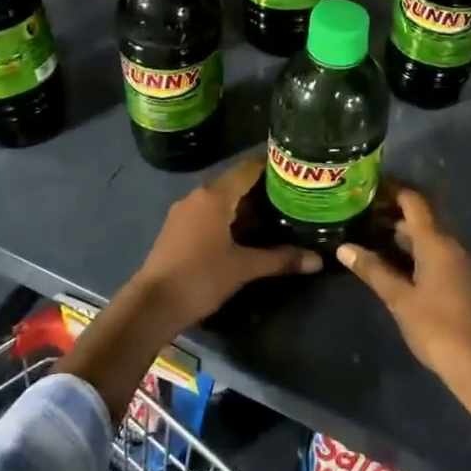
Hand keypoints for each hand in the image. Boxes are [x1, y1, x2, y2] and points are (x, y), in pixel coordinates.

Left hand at [121, 157, 320, 338]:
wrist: (152, 304)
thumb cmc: (200, 277)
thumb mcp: (244, 268)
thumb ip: (280, 259)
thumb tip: (318, 260)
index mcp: (215, 196)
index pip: (248, 168)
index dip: (273, 166)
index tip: (296, 170)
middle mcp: (198, 195)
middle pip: (235, 182)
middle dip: (263, 188)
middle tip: (294, 194)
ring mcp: (184, 211)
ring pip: (222, 198)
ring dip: (246, 204)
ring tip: (276, 212)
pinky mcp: (177, 228)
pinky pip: (209, 212)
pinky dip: (229, 216)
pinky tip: (247, 231)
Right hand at [338, 188, 470, 411]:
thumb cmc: (437, 328)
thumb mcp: (400, 299)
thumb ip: (373, 270)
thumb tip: (344, 248)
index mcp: (439, 243)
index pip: (414, 202)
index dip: (391, 189)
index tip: (366, 186)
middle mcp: (454, 245)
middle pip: (423, 218)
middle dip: (392, 212)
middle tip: (360, 213)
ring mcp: (463, 264)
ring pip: (430, 237)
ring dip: (403, 234)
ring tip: (370, 236)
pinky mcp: (466, 281)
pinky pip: (438, 254)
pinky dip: (415, 251)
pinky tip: (394, 263)